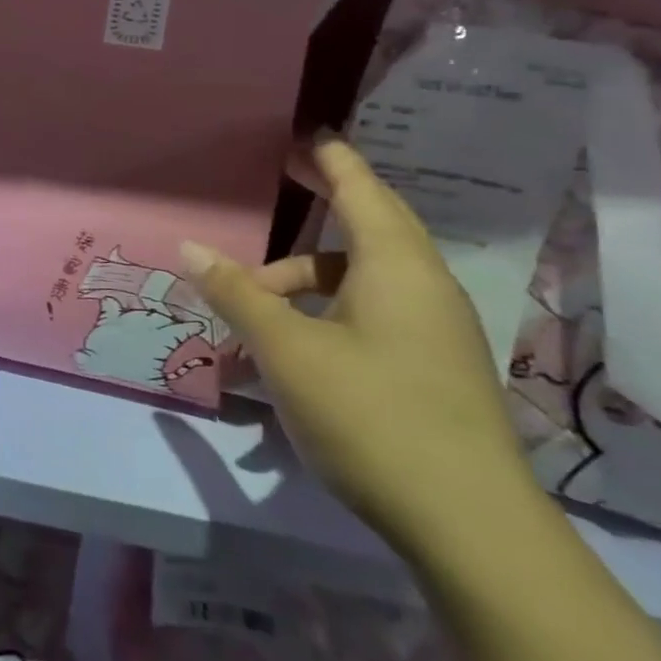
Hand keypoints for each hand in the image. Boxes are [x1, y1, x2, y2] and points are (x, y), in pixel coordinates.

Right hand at [181, 136, 539, 555]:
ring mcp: (434, 333)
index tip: (309, 133)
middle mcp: (424, 288)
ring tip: (248, 313)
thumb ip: (237, 294)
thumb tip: (189, 247)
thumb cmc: (371, 415)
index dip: (332, 160)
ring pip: (360, 282)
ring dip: (303, 283)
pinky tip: (286, 355)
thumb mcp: (287, 350)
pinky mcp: (432, 370)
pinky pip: (370, 317)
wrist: (471, 528)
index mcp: (397, 268)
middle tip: (284, 180)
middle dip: (323, 204)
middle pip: (368, 229)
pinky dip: (323, 316)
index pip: (362, 191)